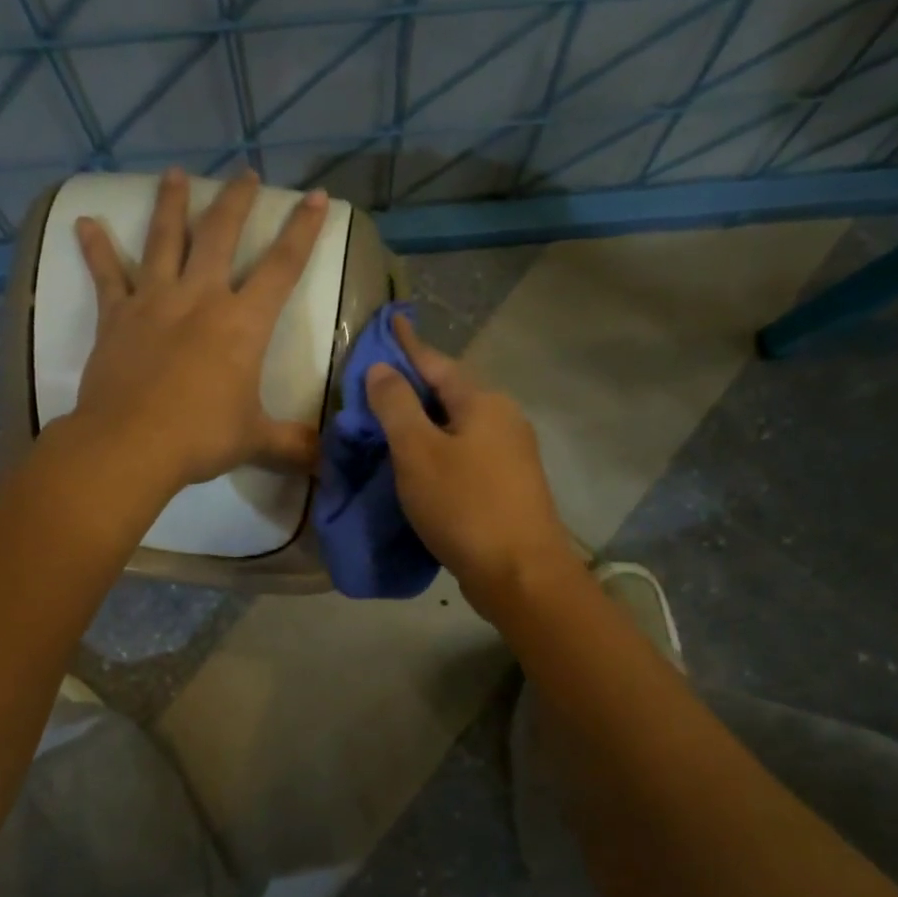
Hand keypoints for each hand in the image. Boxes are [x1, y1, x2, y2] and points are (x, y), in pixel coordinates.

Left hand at [68, 168, 327, 490]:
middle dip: (236, 201)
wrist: (131, 445)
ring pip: (165, 240)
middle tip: (244, 173)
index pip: (283, 266)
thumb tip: (327, 463)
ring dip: (172, 204)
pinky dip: (96, 248)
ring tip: (175, 174)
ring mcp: (154, 301)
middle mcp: (201, 298)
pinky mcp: (116, 316)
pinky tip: (85, 222)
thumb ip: (293, 444)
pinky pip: (106, 274)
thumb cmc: (201, 437)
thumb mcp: (256, 441)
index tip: (316, 195)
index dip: (302, 229)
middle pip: (221, 235)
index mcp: (243, 323)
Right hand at [364, 315, 579, 607]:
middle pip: (451, 393)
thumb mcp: (418, 452)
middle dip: (415, 386)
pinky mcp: (510, 487)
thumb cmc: (464, 506)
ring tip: (392, 425)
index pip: (436, 362)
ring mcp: (512, 455)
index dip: (408, 345)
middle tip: (377, 384)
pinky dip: (439, 451)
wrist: (521, 574)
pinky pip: (466, 454)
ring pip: (459, 426)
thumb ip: (396, 406)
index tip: (390, 322)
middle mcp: (503, 419)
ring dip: (426, 422)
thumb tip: (381, 369)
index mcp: (483, 402)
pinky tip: (421, 465)